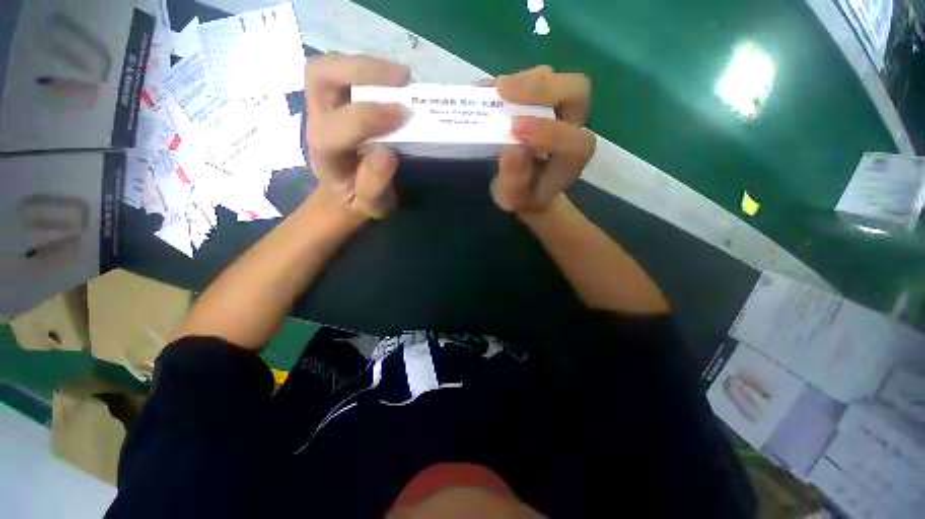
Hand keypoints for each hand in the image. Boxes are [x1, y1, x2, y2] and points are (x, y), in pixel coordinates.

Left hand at [304, 53, 410, 218]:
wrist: (342, 191)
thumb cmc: (359, 199)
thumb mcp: (372, 204)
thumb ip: (375, 183)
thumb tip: (387, 152)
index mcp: (326, 156)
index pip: (337, 129)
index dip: (369, 117)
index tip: (404, 114)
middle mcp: (317, 124)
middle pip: (320, 78)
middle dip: (362, 71)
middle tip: (403, 79)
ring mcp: (321, 108)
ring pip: (327, 68)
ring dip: (365, 65)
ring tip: (400, 76)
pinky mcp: (331, 100)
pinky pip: (341, 72)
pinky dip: (367, 69)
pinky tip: (391, 80)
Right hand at [491, 66, 595, 213]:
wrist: (528, 187)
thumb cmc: (522, 195)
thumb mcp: (513, 197)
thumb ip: (514, 180)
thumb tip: (512, 149)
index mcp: (571, 159)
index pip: (575, 141)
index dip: (548, 132)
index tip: (514, 129)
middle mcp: (573, 129)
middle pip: (576, 91)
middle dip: (541, 88)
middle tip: (503, 92)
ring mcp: (562, 110)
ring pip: (557, 79)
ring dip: (524, 80)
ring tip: (493, 91)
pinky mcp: (546, 101)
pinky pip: (536, 80)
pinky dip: (511, 81)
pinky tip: (488, 88)